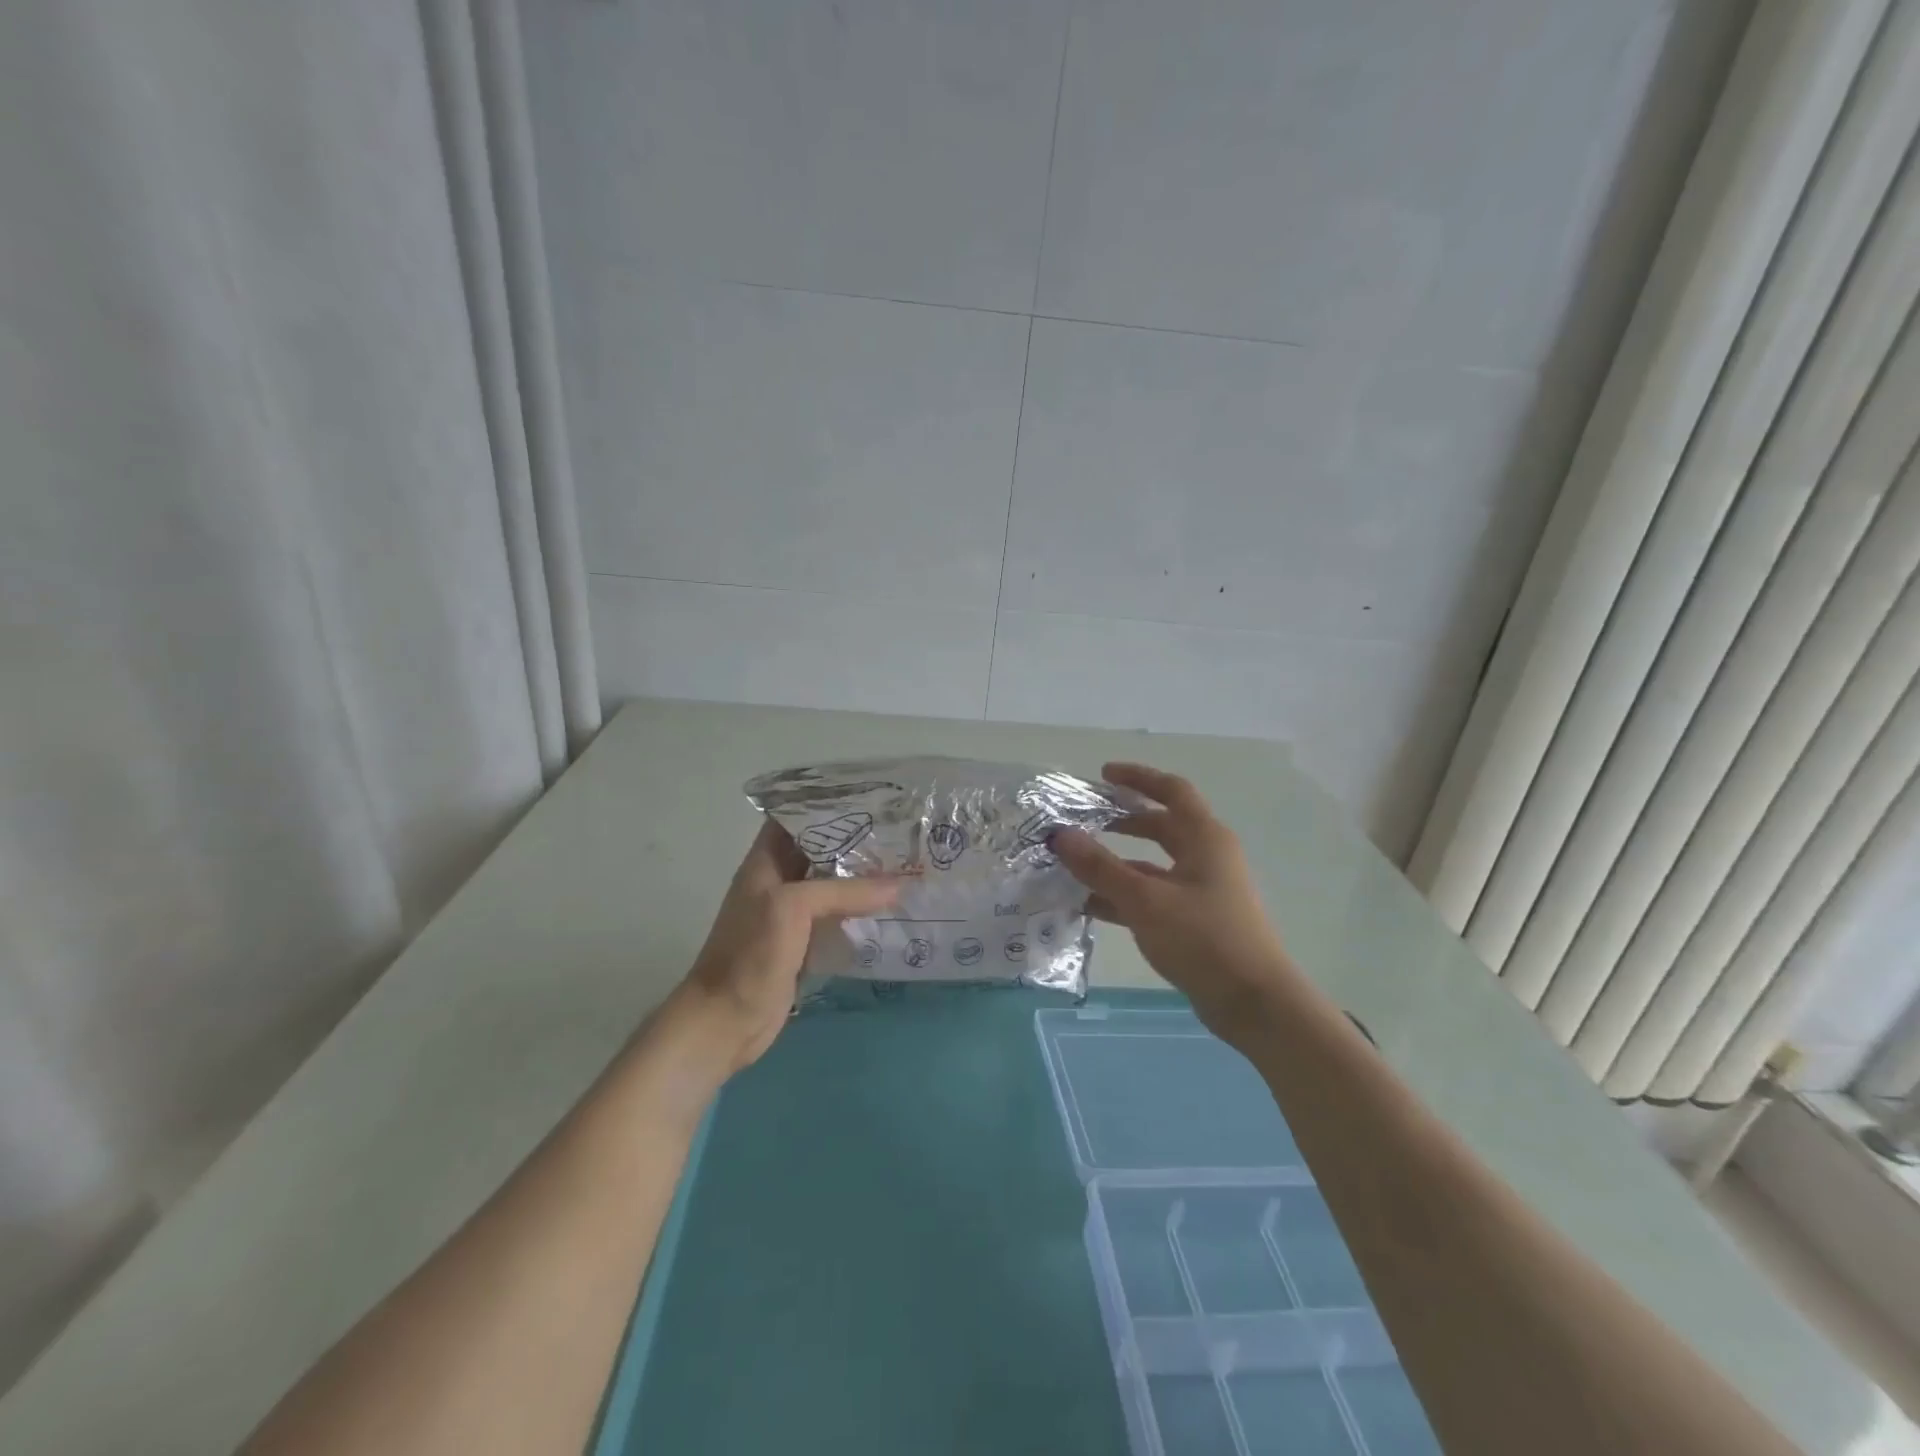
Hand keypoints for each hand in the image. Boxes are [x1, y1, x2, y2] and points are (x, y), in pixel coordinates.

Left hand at [671, 821, 898, 1075]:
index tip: (870, 797)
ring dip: (864, 878)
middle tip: (901, 830)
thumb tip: (899, 884)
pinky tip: (893, 907)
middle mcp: (779, 881)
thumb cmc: (751, 953)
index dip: (828, 804)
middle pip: (821, 851)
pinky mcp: (805, 944)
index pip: (796, 817)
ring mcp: (792, 915)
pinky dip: (862, 911)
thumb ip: (844, 891)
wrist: (726, 1021)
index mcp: (766, 861)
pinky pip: (838, 918)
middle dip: (857, 841)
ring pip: (833, 885)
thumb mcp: (793, 907)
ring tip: (906, 862)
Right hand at [1054, 763, 1300, 1047]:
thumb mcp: (1145, 899)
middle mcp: (1207, 856)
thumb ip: (1100, 866)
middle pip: (1161, 825)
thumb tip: (1060, 835)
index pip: (1171, 791)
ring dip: (1118, 861)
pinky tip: (1091, 905)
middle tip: (1084, 818)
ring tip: (1076, 864)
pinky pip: (1154, 894)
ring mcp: (1203, 889)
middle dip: (1123, 819)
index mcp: (1204, 838)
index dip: (1138, 778)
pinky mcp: (1197, 919)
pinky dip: (1125, 894)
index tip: (1103, 774)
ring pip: (1154, 863)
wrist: (1254, 1003)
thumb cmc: (1204, 939)